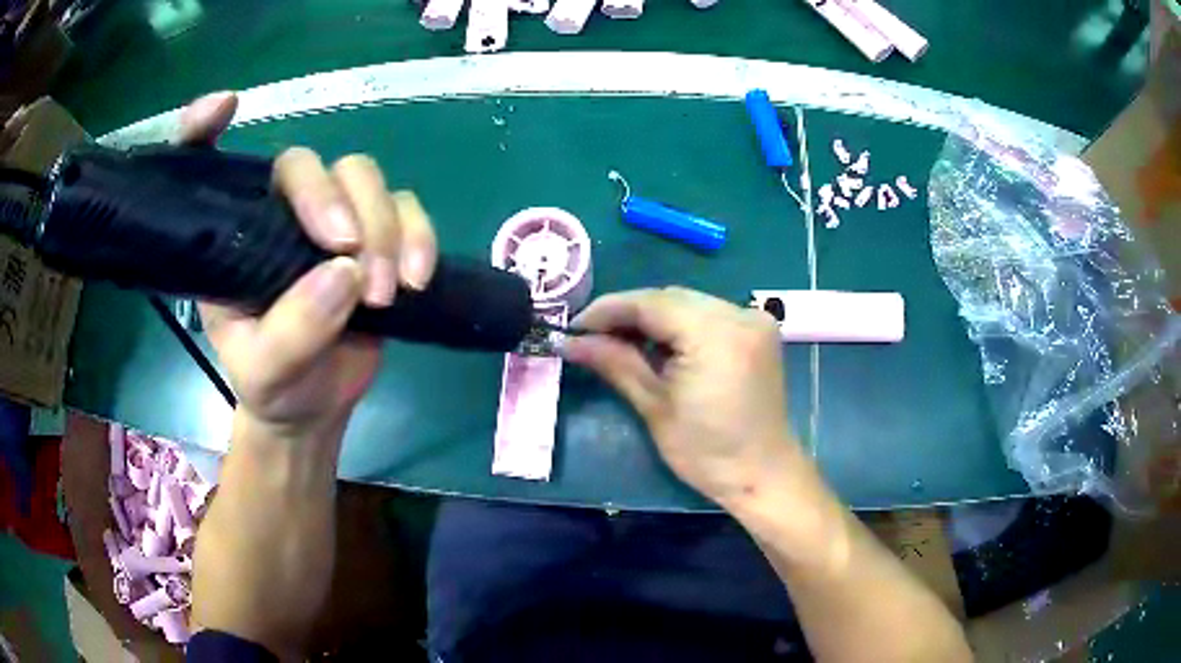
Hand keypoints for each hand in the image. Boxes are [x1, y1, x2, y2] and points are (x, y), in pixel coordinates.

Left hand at [186, 96, 437, 438]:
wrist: (317, 404)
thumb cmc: (274, 385)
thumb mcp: (266, 372)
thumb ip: (293, 330)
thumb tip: (346, 272)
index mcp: (232, 238)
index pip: (207, 166)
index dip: (205, 128)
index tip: (224, 106)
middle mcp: (275, 216)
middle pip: (305, 163)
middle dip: (332, 200)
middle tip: (349, 256)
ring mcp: (328, 219)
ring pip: (361, 175)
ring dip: (382, 226)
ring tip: (383, 293)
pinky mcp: (375, 233)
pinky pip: (405, 205)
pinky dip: (418, 235)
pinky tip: (416, 280)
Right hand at [562, 287, 802, 506]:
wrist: (762, 474)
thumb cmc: (707, 453)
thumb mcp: (655, 407)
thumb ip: (614, 363)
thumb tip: (570, 341)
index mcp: (716, 334)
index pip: (651, 303)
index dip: (608, 309)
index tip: (574, 326)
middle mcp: (739, 314)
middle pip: (670, 298)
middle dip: (628, 313)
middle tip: (592, 336)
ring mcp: (753, 319)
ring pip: (688, 303)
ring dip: (653, 317)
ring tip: (619, 341)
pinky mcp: (758, 330)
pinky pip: (708, 313)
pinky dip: (679, 324)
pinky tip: (658, 344)